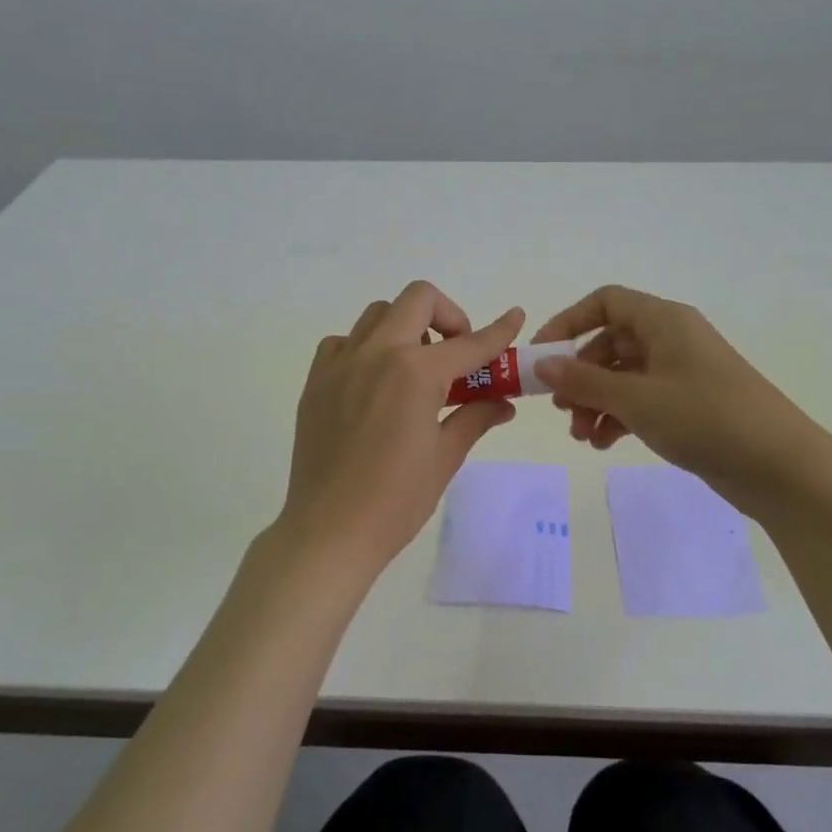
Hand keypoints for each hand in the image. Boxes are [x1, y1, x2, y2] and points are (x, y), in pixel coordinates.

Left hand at [280, 281, 523, 579]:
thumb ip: (474, 418)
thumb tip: (503, 403)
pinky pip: (344, 342)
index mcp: (415, 373)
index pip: (469, 344)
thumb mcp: (445, 458)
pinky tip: (374, 383)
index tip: (515, 318)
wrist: (330, 532)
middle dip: (449, 316)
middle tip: (457, 353)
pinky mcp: (316, 382)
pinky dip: (366, 348)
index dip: (498, 331)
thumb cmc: (396, 501)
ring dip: (407, 328)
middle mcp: (376, 354)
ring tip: (416, 369)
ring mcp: (340, 365)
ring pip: (378, 314)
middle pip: (418, 299)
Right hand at [531, 285, 814, 515]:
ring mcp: (682, 373)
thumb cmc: (705, 418)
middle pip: (610, 343)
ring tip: (583, 437)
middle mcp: (672, 339)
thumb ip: (584, 382)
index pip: (605, 303)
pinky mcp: (689, 405)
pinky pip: (641, 400)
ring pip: (623, 376)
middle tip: (562, 409)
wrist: (778, 465)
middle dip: (580, 376)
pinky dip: (619, 417)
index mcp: (663, 321)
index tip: (541, 357)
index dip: (568, 323)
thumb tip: (541, 365)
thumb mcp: (636, 399)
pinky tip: (605, 444)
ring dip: (596, 402)